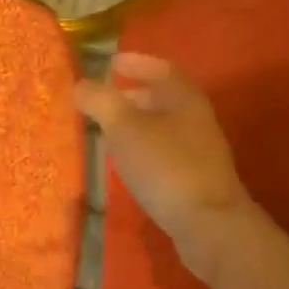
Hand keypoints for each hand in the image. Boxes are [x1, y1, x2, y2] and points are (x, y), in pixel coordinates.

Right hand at [75, 53, 259, 284]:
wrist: (208, 226)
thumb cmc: (165, 165)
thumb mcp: (124, 127)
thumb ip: (100, 101)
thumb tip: (80, 85)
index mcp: (184, 98)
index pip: (161, 69)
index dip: (136, 63)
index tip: (111, 63)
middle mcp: (196, 119)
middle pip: (163, 98)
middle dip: (132, 95)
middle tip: (102, 98)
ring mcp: (199, 151)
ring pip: (162, 126)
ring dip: (135, 123)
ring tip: (107, 129)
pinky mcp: (195, 179)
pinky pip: (163, 151)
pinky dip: (142, 147)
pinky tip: (125, 162)